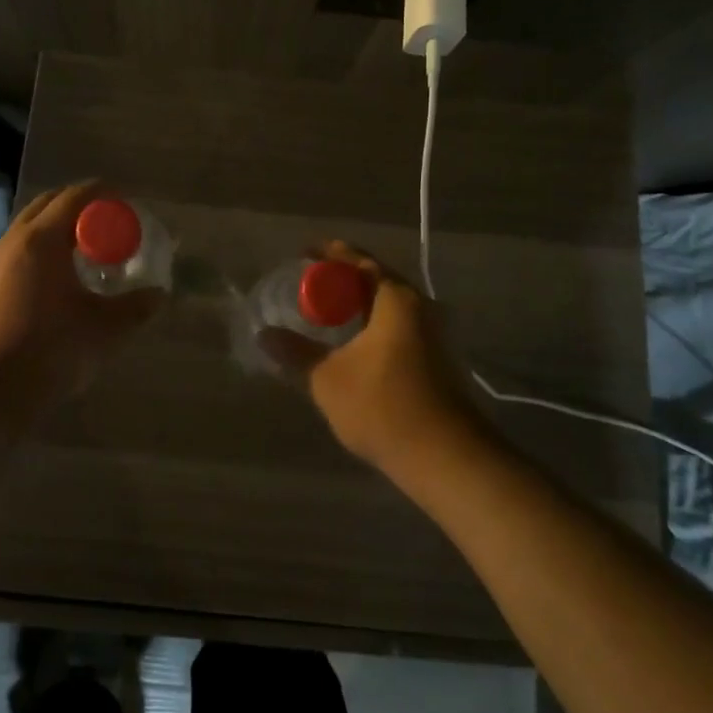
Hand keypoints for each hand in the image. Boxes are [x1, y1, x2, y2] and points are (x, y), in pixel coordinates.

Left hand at [0, 182, 161, 415]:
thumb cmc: (46, 353)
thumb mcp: (103, 331)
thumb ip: (135, 308)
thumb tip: (158, 294)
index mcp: (41, 240)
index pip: (75, 196)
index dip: (104, 193)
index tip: (127, 201)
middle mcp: (12, 242)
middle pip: (49, 205)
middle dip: (81, 206)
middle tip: (110, 224)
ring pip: (30, 229)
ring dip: (59, 230)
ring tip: (88, 252)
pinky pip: (19, 253)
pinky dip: (43, 251)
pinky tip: (60, 282)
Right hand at [261, 242, 488, 477]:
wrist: (447, 458)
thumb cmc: (383, 406)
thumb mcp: (328, 379)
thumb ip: (296, 353)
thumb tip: (265, 335)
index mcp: (396, 299)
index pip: (360, 260)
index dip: (330, 254)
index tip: (304, 253)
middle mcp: (420, 307)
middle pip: (376, 279)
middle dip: (343, 279)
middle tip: (310, 283)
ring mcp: (433, 334)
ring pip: (389, 305)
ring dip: (359, 304)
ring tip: (327, 311)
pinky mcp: (436, 360)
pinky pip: (398, 325)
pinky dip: (372, 324)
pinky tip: (353, 343)